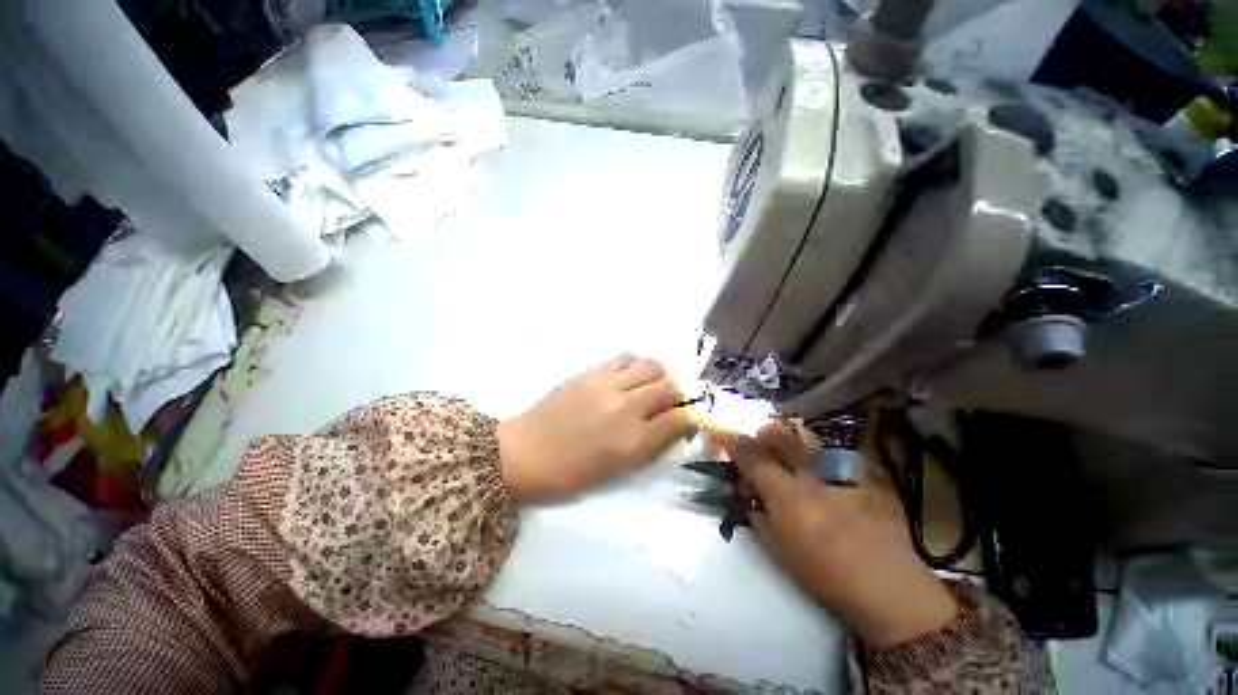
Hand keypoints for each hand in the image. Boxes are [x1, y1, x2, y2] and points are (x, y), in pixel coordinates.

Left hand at [498, 354, 696, 502]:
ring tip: (652, 385)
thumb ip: (652, 446)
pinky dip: (636, 364)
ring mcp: (608, 384)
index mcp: (634, 442)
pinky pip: (625, 357)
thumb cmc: (571, 472)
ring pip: (652, 364)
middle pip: (671, 385)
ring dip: (660, 374)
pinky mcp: (591, 371)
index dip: (693, 416)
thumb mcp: (618, 470)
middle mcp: (627, 408)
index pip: (681, 419)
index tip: (692, 417)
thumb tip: (675, 425)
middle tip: (673, 401)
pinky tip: (630, 375)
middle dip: (680, 393)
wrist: (524, 452)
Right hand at [710, 422, 957, 648]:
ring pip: (809, 444)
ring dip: (793, 442)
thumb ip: (757, 517)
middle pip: (782, 439)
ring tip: (791, 453)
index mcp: (786, 495)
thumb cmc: (825, 575)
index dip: (733, 443)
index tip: (721, 434)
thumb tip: (749, 496)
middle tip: (760, 438)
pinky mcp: (865, 479)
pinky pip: (836, 458)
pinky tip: (827, 477)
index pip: (752, 459)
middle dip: (766, 433)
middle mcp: (811, 476)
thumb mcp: (778, 551)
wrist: (889, 589)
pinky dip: (822, 461)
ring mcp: (841, 475)